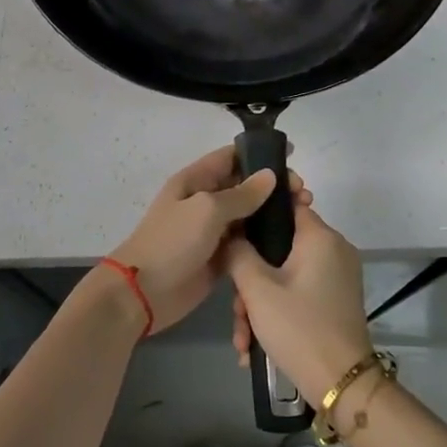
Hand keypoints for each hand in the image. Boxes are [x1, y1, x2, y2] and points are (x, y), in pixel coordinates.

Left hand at [107, 146, 304, 335]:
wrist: (142, 293)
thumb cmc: (171, 242)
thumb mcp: (207, 210)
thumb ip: (241, 194)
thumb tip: (270, 175)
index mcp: (196, 180)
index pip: (232, 156)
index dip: (260, 152)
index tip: (292, 155)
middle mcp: (205, 200)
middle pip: (245, 185)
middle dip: (274, 185)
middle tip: (303, 194)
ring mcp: (212, 230)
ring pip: (249, 215)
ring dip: (274, 213)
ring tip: (304, 214)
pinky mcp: (219, 257)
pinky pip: (246, 242)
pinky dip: (265, 239)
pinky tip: (290, 241)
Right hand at [224, 201, 371, 404]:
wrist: (341, 385)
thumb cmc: (299, 328)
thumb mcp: (257, 290)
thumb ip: (238, 254)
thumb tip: (231, 235)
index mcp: (320, 237)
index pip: (287, 204)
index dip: (257, 214)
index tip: (233, 232)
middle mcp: (334, 250)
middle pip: (281, 247)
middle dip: (251, 279)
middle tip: (237, 309)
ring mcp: (337, 277)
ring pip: (286, 276)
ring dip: (259, 304)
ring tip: (243, 339)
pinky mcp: (336, 301)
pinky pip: (299, 293)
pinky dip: (277, 313)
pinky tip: (255, 346)